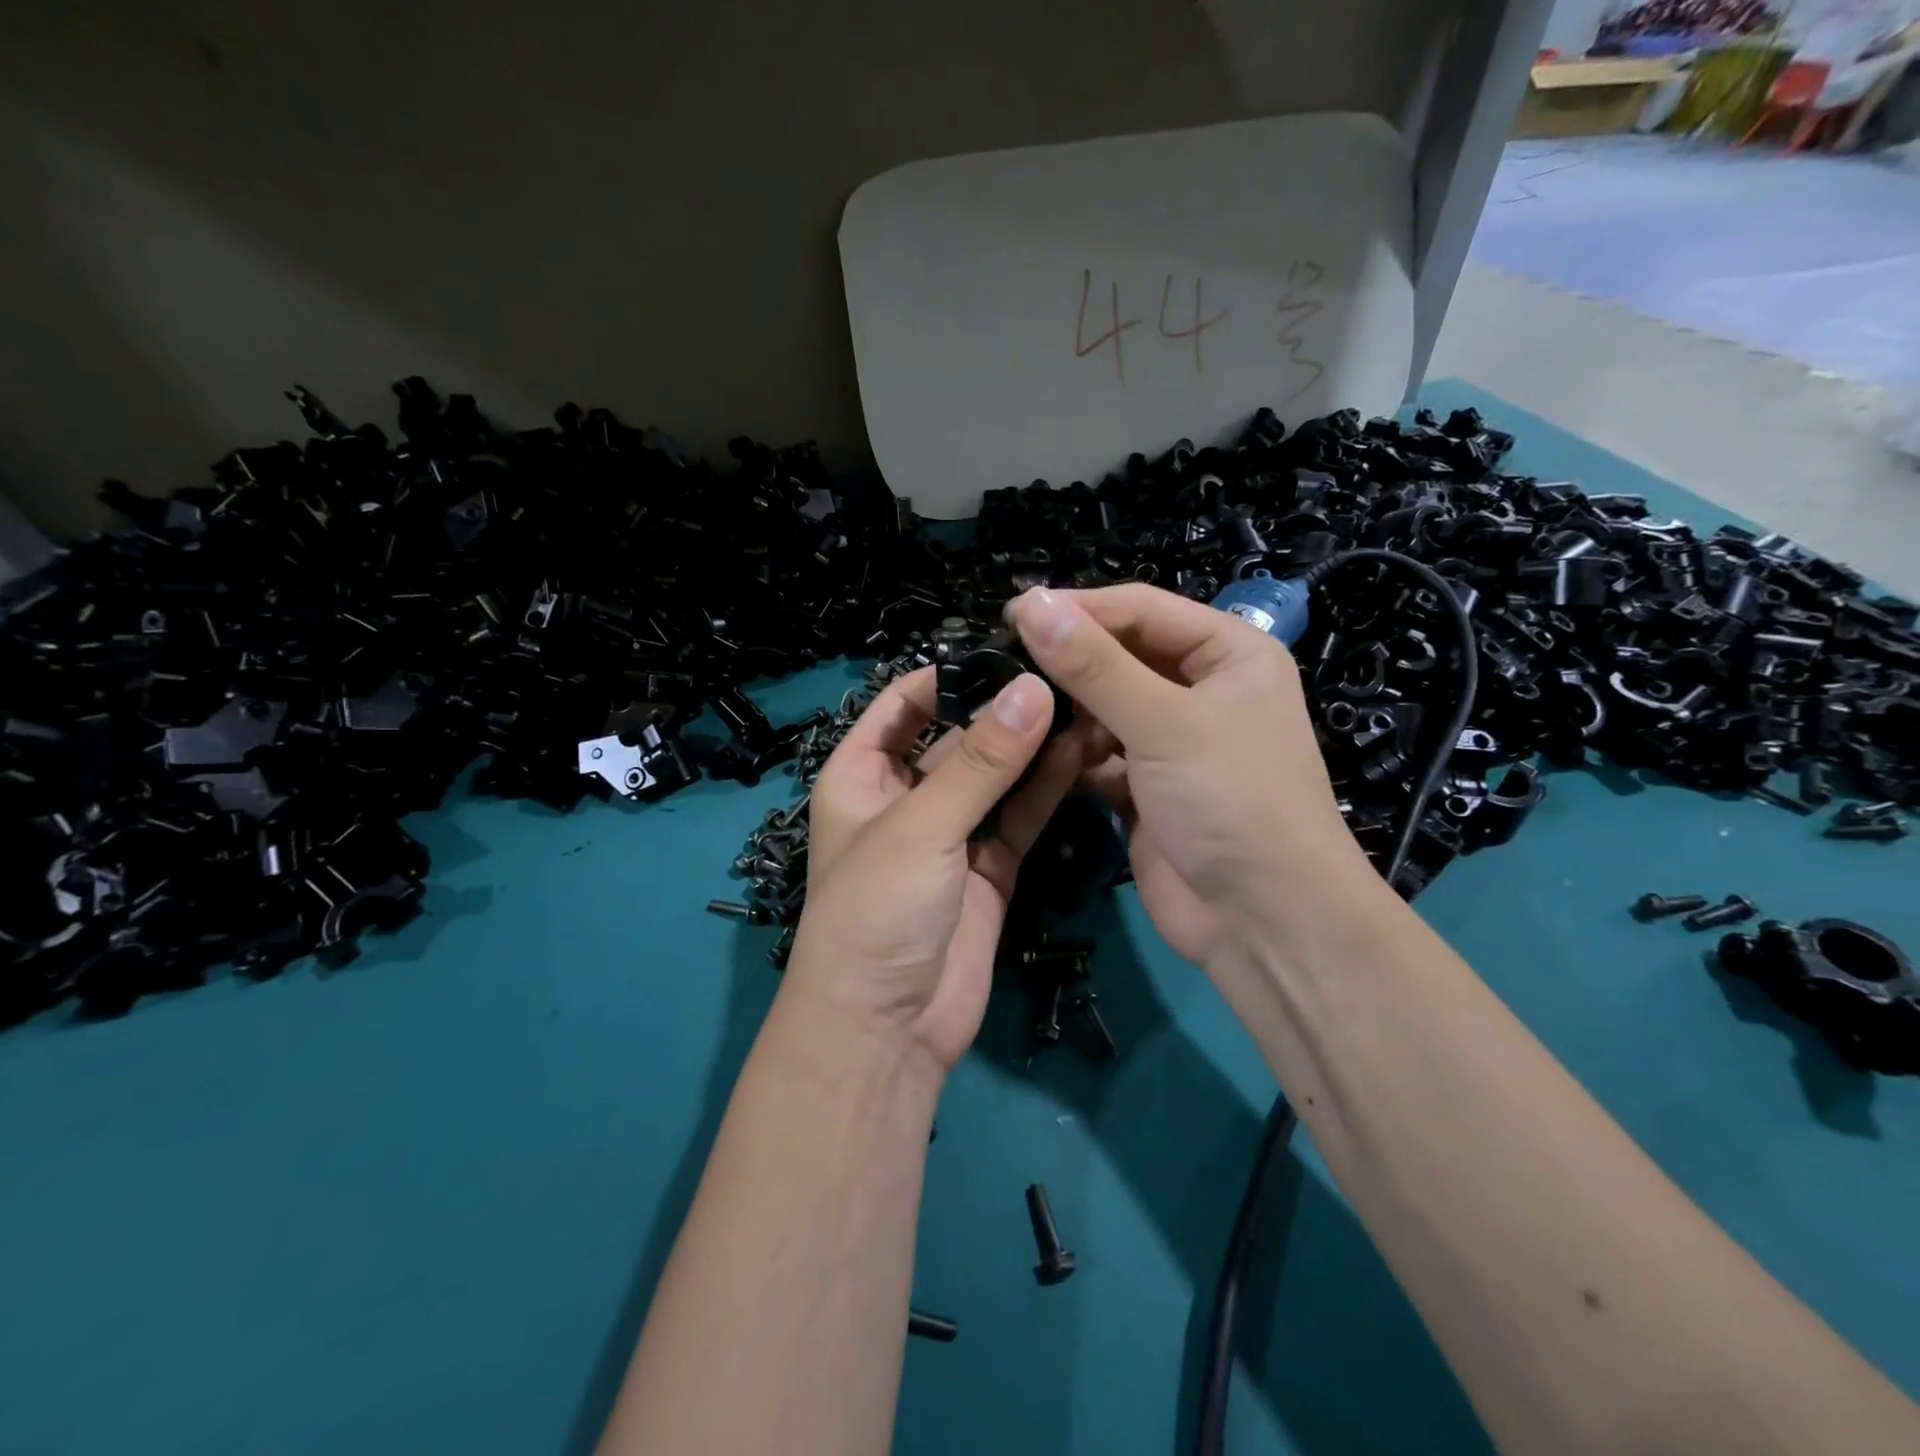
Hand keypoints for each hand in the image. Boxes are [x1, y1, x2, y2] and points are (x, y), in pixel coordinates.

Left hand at [783, 667, 1087, 1072]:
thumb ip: (982, 760)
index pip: (902, 705)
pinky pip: (1017, 817)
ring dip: (1032, 747)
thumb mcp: (922, 825)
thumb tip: (1033, 688)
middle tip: (1065, 672)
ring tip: (1084, 702)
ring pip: (995, 777)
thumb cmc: (877, 910)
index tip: (1007, 649)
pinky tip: (1081, 752)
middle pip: (956, 738)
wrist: (887, 1028)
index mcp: (860, 775)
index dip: (947, 675)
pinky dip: (1045, 788)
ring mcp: (949, 834)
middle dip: (1003, 709)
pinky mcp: (988, 868)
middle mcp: (904, 797)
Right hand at [1006, 584, 1375, 966]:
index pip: (1142, 609)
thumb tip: (1031, 603)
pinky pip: (1098, 753)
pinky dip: (1071, 752)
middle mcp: (1202, 689)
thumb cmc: (1230, 800)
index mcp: (1229, 654)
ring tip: (1016, 709)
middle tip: (1001, 661)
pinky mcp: (1144, 786)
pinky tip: (1038, 753)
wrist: (1261, 921)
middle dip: (1068, 660)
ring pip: (1104, 705)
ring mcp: (1172, 740)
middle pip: (1120, 655)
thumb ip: (1094, 664)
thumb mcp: (1164, 722)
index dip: (1079, 608)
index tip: (1011, 615)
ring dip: (1067, 709)